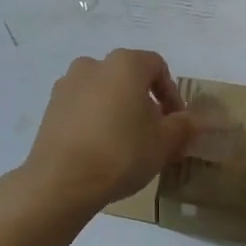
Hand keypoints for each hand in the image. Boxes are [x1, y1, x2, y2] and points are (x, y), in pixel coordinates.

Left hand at [14, 49, 195, 213]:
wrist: (61, 181)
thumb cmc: (121, 153)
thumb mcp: (164, 142)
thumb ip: (184, 126)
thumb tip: (195, 120)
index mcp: (125, 64)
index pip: (157, 67)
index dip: (172, 94)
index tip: (176, 122)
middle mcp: (93, 64)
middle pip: (128, 77)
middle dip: (144, 101)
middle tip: (153, 133)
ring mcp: (67, 85)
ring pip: (103, 91)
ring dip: (118, 109)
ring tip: (125, 142)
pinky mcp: (50, 107)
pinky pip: (82, 107)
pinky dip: (94, 120)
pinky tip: (100, 148)